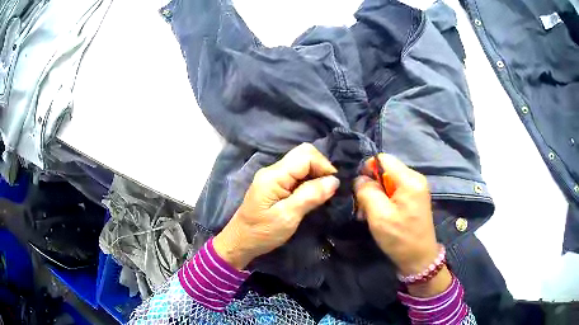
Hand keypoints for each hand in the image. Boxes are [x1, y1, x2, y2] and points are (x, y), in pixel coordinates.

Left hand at [213, 143, 339, 269]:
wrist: (240, 242)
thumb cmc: (262, 233)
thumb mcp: (288, 217)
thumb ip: (310, 196)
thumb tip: (334, 181)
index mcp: (274, 175)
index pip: (306, 155)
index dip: (324, 166)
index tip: (333, 186)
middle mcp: (273, 170)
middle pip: (303, 154)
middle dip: (321, 168)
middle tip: (328, 190)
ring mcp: (273, 176)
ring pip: (301, 163)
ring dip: (315, 175)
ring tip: (322, 194)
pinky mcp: (274, 185)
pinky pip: (296, 174)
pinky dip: (308, 181)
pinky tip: (312, 195)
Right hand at [354, 154, 450, 296]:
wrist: (419, 259)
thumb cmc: (400, 238)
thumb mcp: (379, 216)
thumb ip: (367, 192)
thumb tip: (360, 179)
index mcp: (410, 180)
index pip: (383, 159)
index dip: (367, 169)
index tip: (359, 188)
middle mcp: (415, 179)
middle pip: (385, 170)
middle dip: (371, 186)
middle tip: (362, 207)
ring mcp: (416, 189)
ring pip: (388, 181)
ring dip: (375, 196)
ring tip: (367, 215)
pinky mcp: (414, 198)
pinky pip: (394, 191)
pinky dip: (383, 201)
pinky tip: (378, 216)